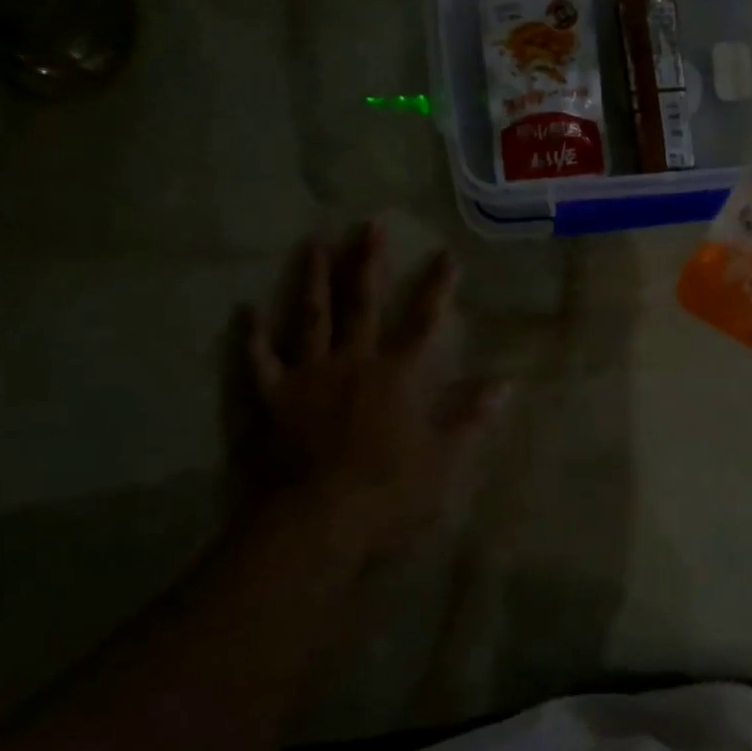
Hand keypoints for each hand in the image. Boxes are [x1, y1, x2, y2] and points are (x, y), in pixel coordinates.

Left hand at [223, 223, 502, 560]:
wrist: (313, 525)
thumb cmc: (387, 493)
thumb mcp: (444, 459)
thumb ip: (472, 417)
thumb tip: (505, 382)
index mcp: (398, 375)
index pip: (424, 321)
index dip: (437, 286)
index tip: (446, 253)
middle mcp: (353, 362)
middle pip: (362, 303)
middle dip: (367, 263)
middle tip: (369, 225)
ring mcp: (308, 377)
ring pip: (310, 317)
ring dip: (312, 279)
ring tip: (312, 242)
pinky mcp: (270, 399)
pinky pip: (258, 360)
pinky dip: (252, 336)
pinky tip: (246, 310)